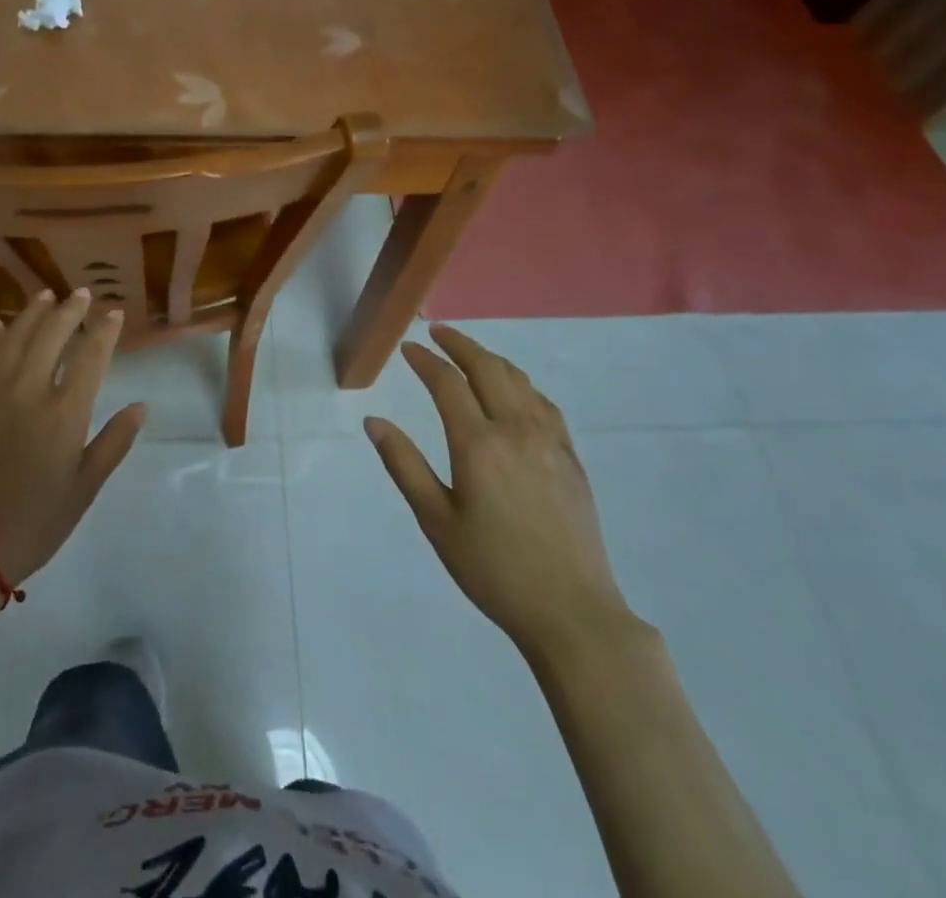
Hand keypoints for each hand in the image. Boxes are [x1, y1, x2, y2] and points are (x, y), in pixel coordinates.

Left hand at [0, 289, 146, 587]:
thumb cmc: (35, 522)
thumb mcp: (85, 489)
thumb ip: (114, 442)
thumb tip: (141, 406)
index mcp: (64, 413)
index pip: (90, 356)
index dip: (104, 331)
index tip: (114, 313)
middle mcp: (29, 392)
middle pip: (51, 335)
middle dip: (70, 310)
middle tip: (81, 294)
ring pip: (14, 338)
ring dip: (32, 313)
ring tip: (45, 296)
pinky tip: (0, 326)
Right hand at [367, 325, 634, 658]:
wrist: (572, 611)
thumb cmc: (493, 569)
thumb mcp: (436, 521)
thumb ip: (404, 465)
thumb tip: (373, 422)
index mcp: (478, 444)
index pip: (447, 383)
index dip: (425, 360)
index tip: (408, 348)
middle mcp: (515, 429)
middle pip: (487, 368)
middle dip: (460, 344)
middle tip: (437, 333)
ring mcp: (549, 439)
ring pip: (518, 380)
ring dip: (490, 359)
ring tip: (470, 354)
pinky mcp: (570, 456)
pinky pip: (543, 402)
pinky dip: (520, 383)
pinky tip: (514, 391)